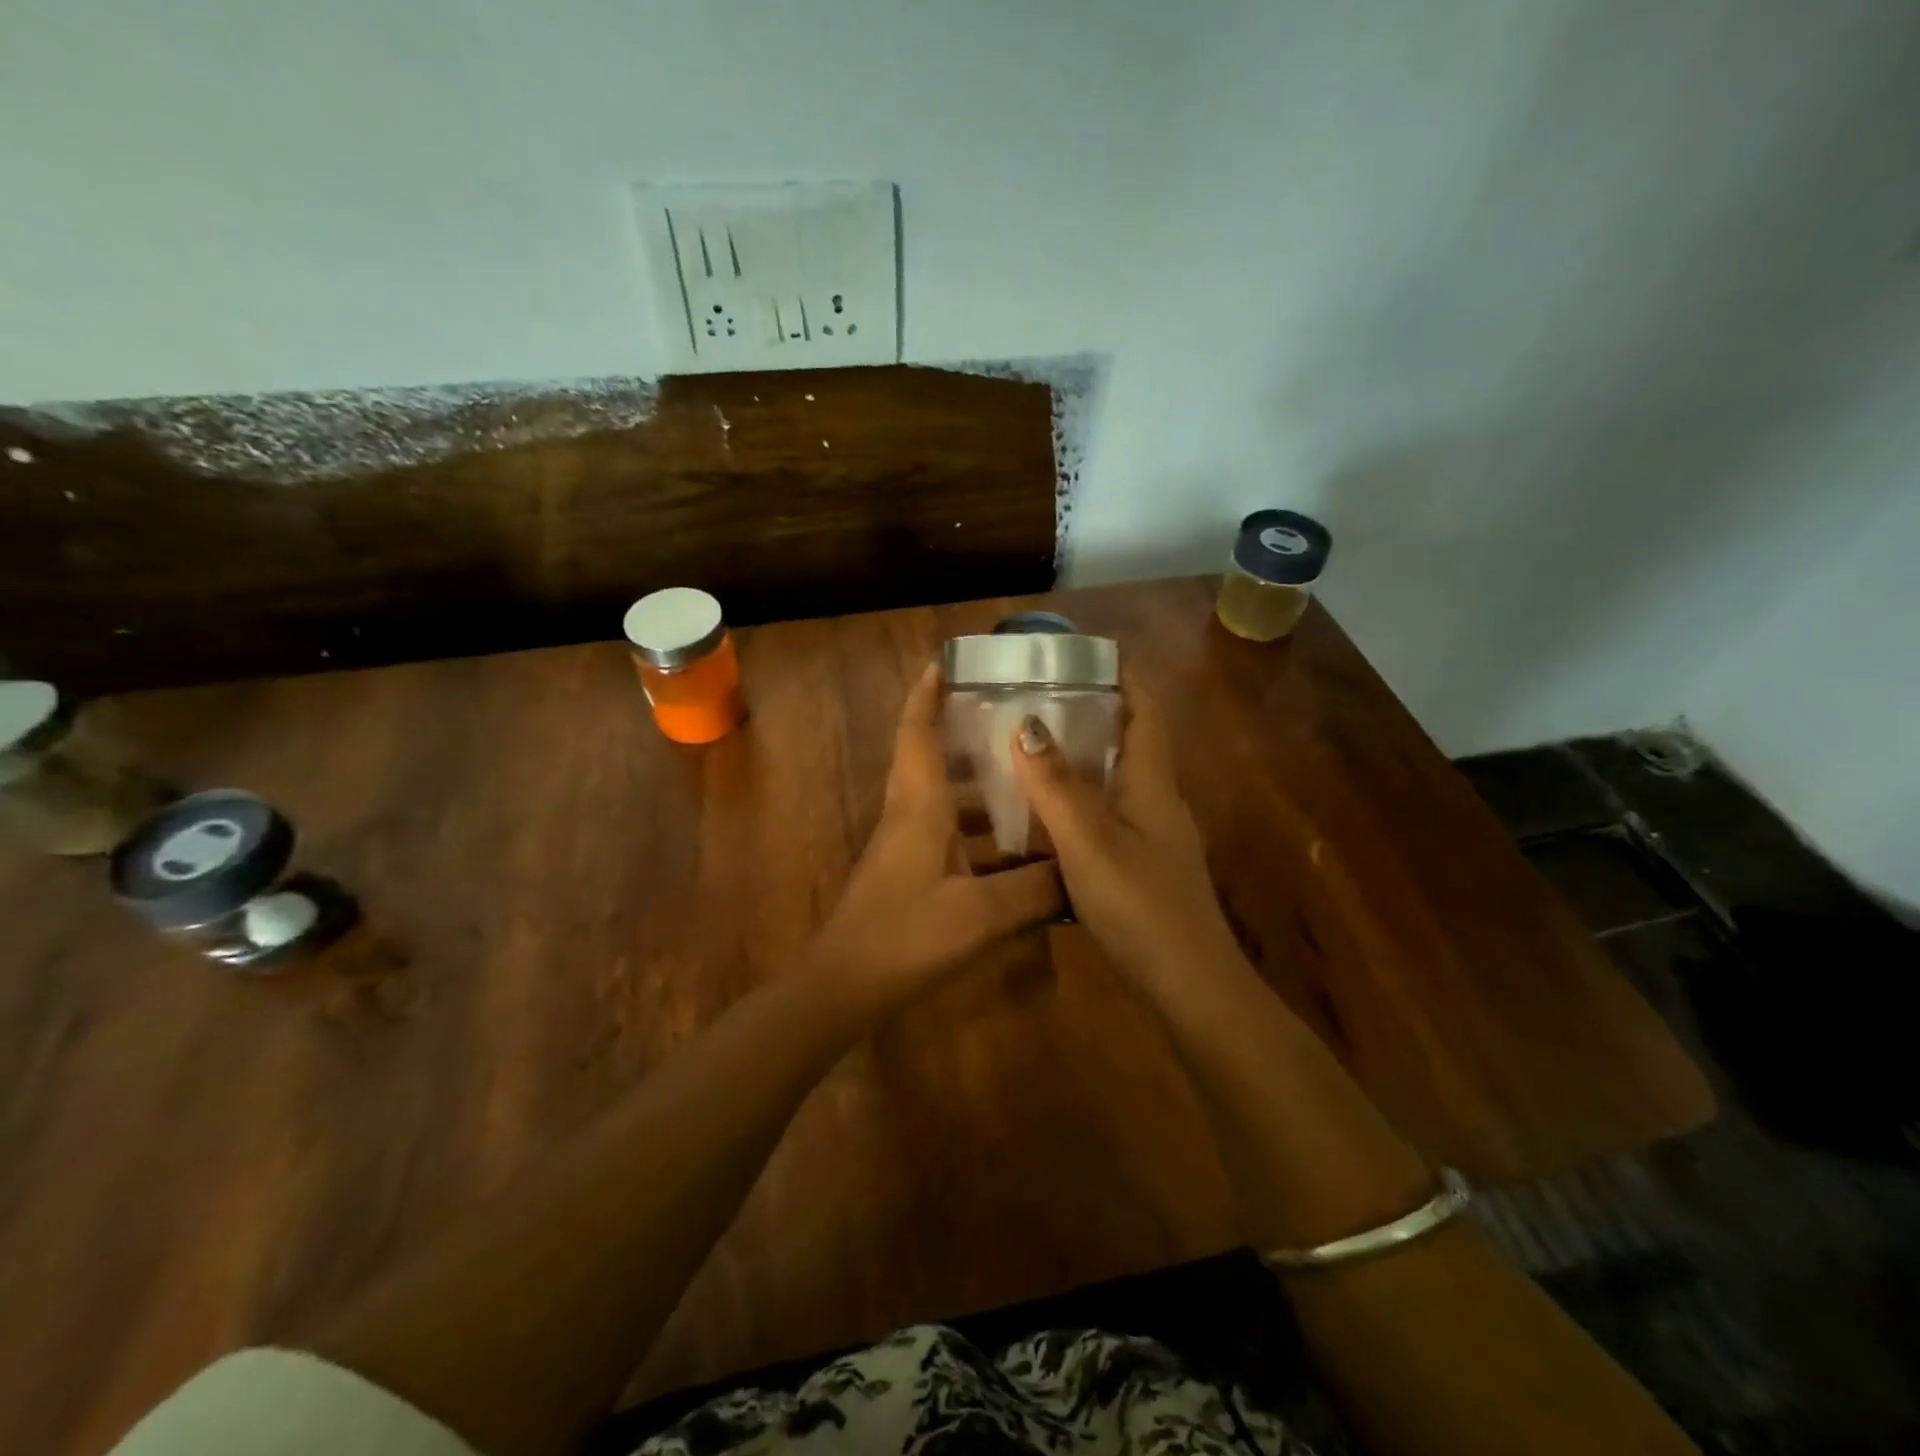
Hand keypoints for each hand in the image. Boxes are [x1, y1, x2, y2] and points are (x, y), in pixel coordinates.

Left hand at [807, 663, 1063, 1004]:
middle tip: (1012, 721)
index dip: (927, 693)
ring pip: (942, 799)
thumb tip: (1082, 872)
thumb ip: (1036, 890)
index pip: (917, 731)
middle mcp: (909, 814)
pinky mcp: (908, 874)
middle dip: (964, 732)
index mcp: (919, 804)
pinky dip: (977, 831)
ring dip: (977, 785)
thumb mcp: (982, 912)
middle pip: (931, 757)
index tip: (945, 662)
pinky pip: (946, 835)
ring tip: (1027, 778)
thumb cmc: (907, 934)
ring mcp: (904, 846)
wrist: (845, 985)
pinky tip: (1015, 851)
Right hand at [1009, 675, 1237, 985]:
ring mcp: (1154, 837)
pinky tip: (1046, 814)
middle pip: (1130, 741)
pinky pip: (1109, 814)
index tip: (1085, 652)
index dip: (1124, 675)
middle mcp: (1158, 802)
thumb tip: (1026, 722)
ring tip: (1031, 746)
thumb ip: (1056, 786)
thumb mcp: (1090, 843)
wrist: (1191, 987)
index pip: (1145, 710)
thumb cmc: (1142, 907)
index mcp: (1152, 784)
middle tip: (1038, 697)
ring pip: (1118, 780)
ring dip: (1083, 758)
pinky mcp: (1144, 866)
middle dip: (1093, 712)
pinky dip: (1080, 799)